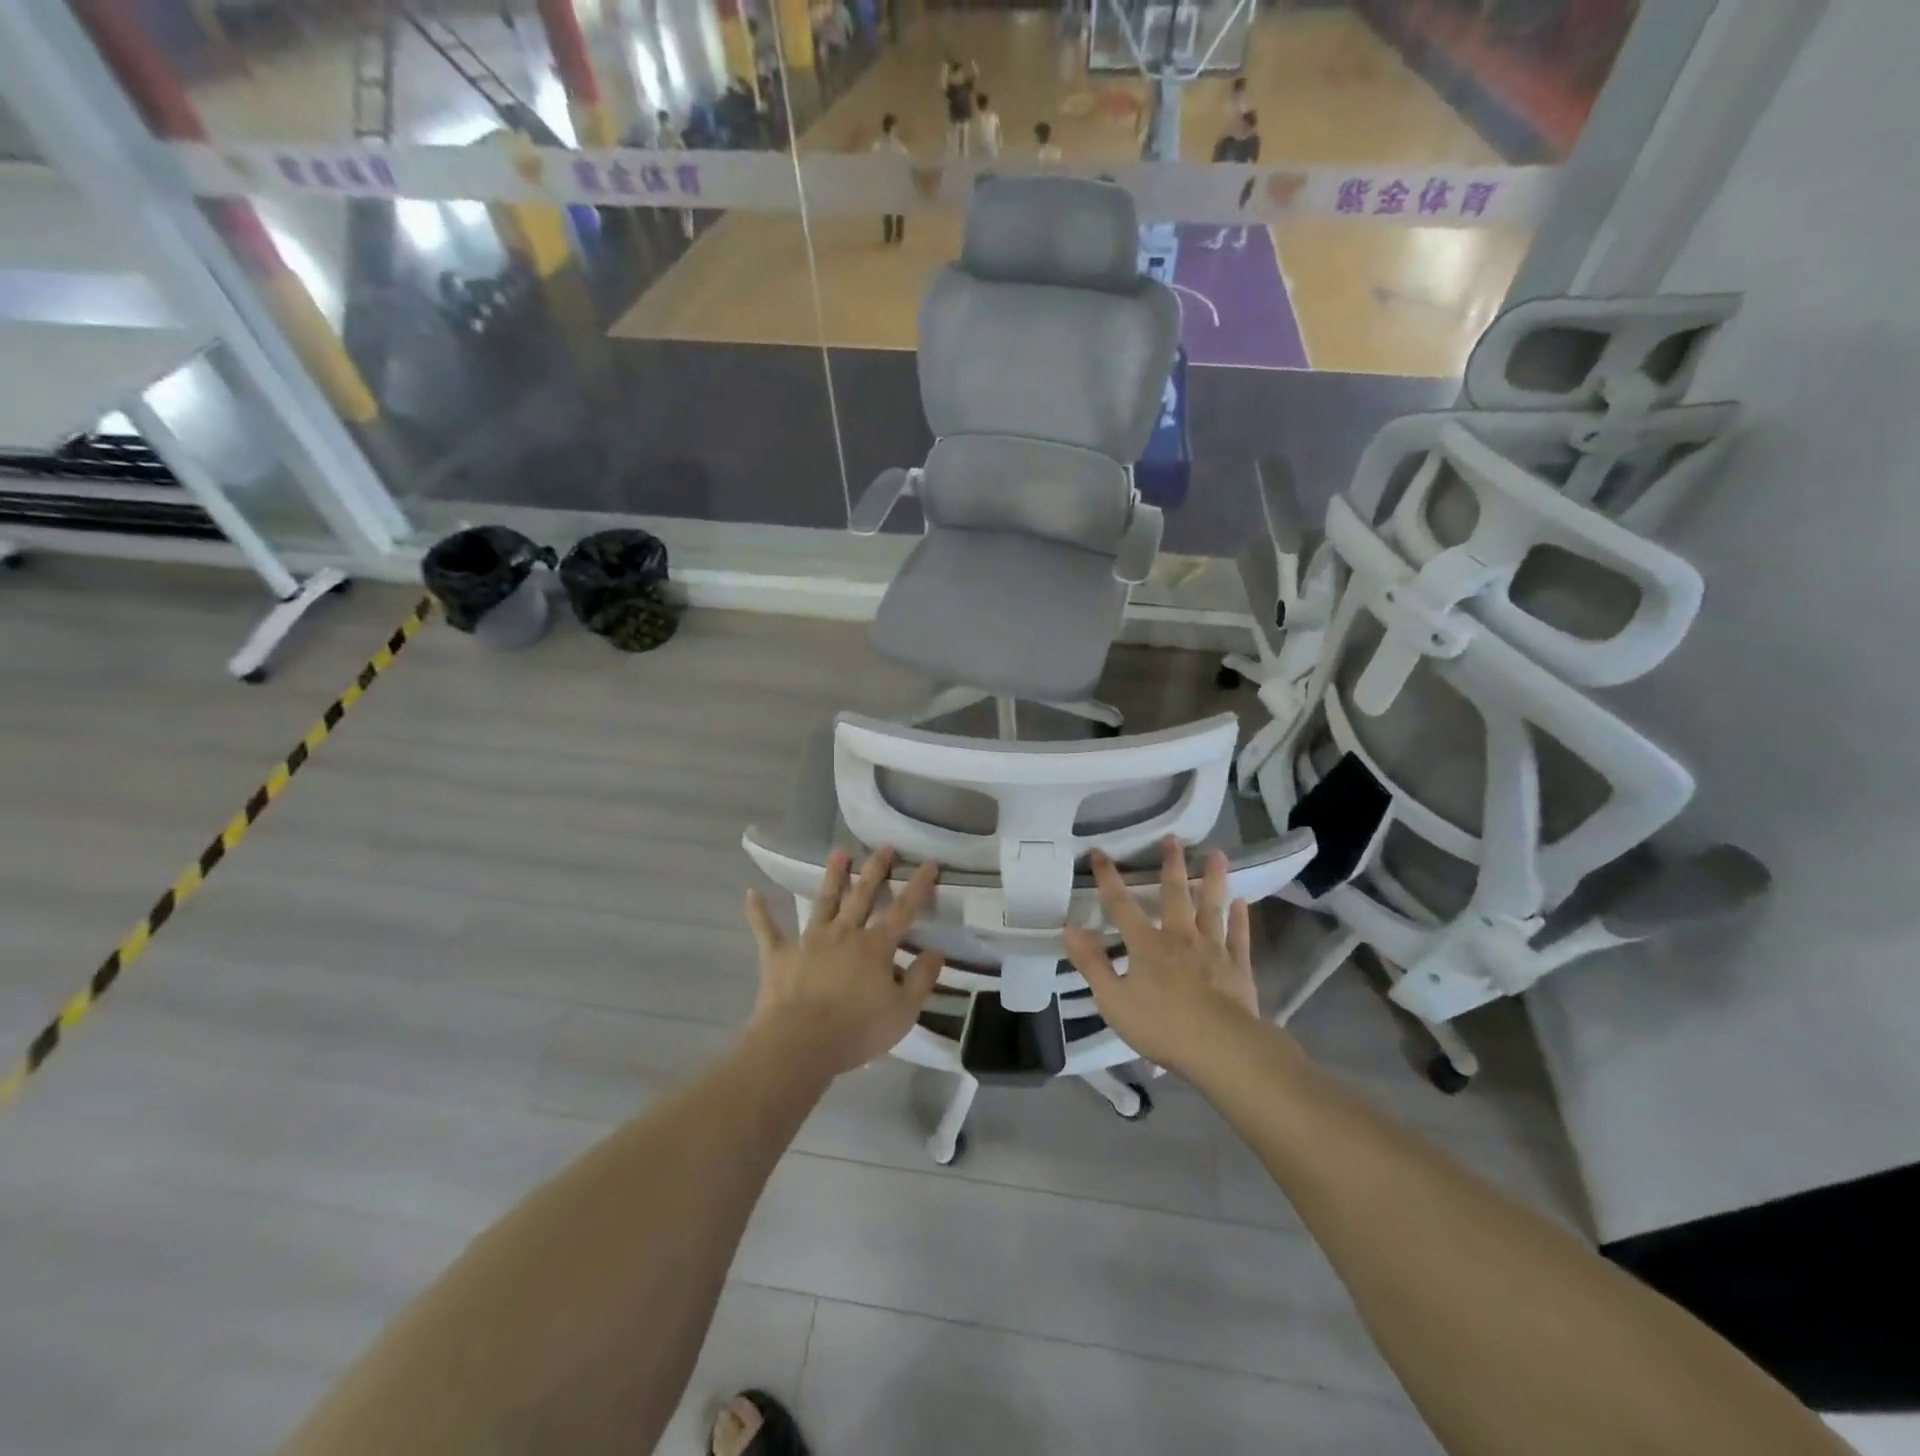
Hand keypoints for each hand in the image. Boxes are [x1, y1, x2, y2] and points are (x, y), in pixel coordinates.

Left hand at [744, 846, 943, 1075]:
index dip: (918, 886)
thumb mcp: (903, 1011)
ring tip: (839, 853)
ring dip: (833, 877)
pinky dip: (760, 912)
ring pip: (824, 902)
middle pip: (862, 896)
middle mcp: (844, 934)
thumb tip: (937, 951)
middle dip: (875, 870)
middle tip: (883, 846)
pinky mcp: (779, 956)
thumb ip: (922, 978)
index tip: (929, 863)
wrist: (799, 1044)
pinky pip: (768, 930)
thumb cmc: (857, 1029)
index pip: (903, 910)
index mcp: (875, 946)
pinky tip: (752, 893)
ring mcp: (809, 941)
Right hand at [1062, 838, 1259, 1075]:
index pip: (1121, 905)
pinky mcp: (1238, 967)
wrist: (1222, 1049)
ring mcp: (1212, 950)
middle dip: (1171, 866)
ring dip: (1213, 880)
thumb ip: (1092, 963)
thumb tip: (1069, 928)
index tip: (1099, 852)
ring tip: (1217, 854)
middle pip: (1174, 895)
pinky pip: (1238, 936)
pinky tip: (1242, 902)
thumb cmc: (1162, 1026)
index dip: (1108, 878)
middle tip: (1173, 839)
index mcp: (1146, 945)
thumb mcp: (1114, 1000)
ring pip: (1211, 907)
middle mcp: (1180, 937)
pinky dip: (1240, 918)